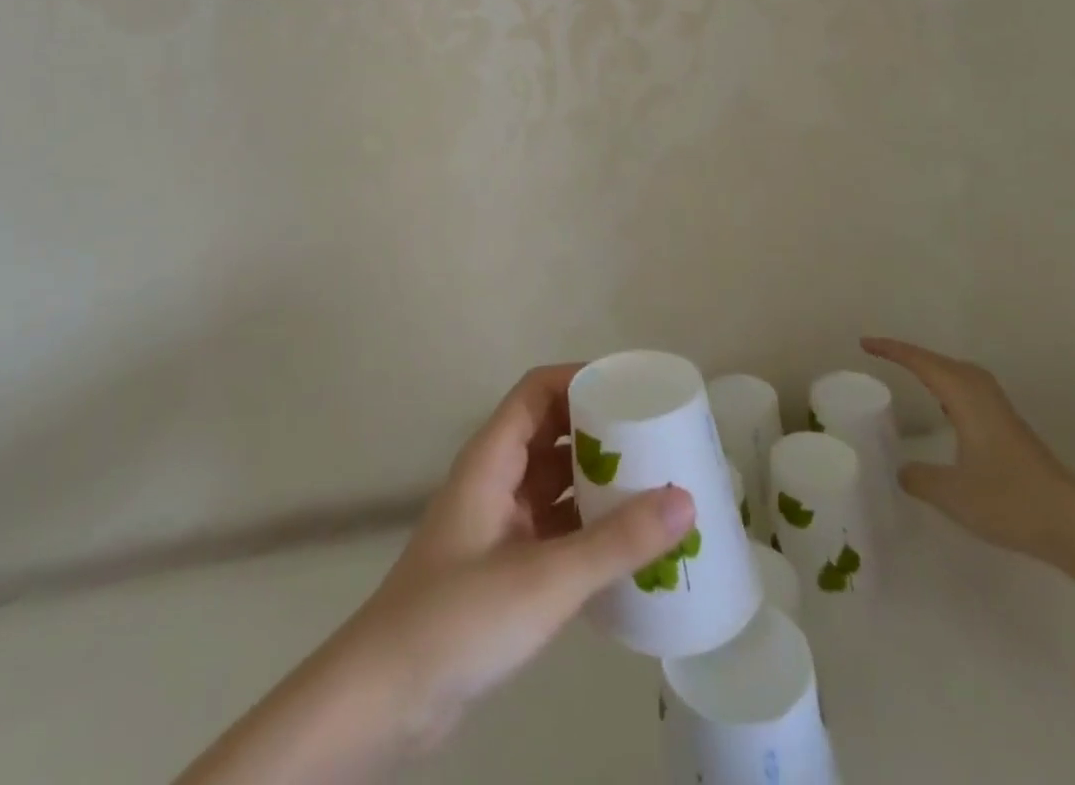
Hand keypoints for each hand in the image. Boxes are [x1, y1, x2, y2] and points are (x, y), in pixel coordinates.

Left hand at [338, 365, 695, 756]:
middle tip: (659, 441)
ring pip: (556, 483)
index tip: (634, 388)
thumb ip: (616, 543)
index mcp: (493, 458)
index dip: (582, 379)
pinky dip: (588, 529)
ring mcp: (499, 524)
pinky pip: (556, 528)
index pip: (539, 391)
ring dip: (598, 483)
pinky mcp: (505, 566)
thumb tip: (686, 501)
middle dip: (602, 432)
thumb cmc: (460, 616)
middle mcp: (496, 479)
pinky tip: (630, 549)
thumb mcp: (545, 578)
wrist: (388, 696)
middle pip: (552, 433)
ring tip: (658, 489)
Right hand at [861, 337, 1074, 563]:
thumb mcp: (952, 494)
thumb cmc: (1011, 502)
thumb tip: (902, 470)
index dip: (892, 350)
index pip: (922, 363)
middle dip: (913, 355)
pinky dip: (951, 389)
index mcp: (966, 399)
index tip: (865, 344)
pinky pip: (972, 393)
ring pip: (962, 376)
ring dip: (935, 371)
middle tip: (884, 356)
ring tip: (912, 376)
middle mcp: (984, 397)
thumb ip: (919, 478)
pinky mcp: (1013, 432)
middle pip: (944, 362)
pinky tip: (947, 412)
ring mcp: (1002, 414)